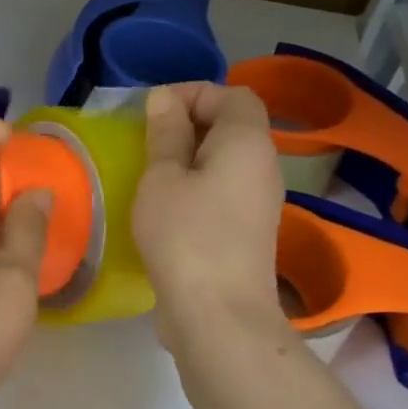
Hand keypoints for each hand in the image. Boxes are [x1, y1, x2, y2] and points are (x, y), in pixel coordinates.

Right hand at [133, 82, 287, 352]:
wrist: (218, 314)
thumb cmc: (185, 236)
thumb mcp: (162, 178)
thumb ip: (165, 134)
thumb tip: (165, 99)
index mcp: (247, 141)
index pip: (232, 94)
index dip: (192, 93)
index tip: (151, 111)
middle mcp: (263, 166)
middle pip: (231, 126)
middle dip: (187, 125)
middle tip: (144, 141)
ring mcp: (259, 202)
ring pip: (225, 161)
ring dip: (188, 159)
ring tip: (148, 173)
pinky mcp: (248, 232)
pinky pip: (223, 191)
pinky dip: (195, 187)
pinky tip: (164, 207)